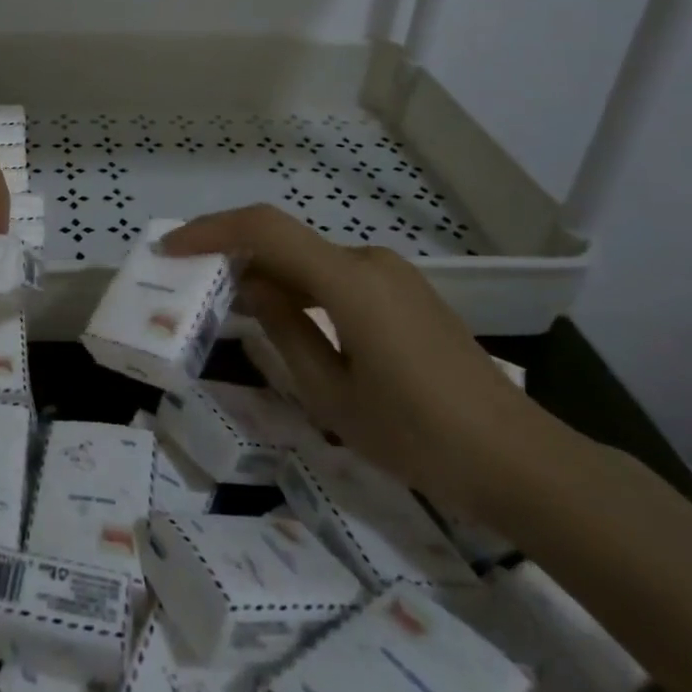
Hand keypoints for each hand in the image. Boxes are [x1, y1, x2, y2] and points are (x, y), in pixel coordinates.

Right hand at [159, 204, 545, 511]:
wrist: (521, 461)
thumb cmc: (420, 437)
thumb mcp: (333, 396)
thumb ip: (284, 332)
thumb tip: (252, 287)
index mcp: (349, 282)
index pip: (265, 230)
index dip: (211, 230)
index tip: (170, 248)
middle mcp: (368, 261)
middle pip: (285, 241)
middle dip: (234, 254)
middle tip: (193, 283)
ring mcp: (391, 273)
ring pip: (309, 259)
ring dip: (267, 273)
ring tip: (233, 308)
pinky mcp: (404, 291)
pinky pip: (335, 275)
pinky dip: (299, 286)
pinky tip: (287, 319)